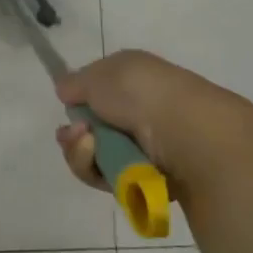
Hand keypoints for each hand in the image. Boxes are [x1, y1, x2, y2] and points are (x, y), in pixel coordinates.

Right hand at [54, 49, 252, 203]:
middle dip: (74, 136)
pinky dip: (100, 173)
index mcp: (135, 79)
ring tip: (90, 148)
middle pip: (91, 130)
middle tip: (76, 136)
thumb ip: (77, 82)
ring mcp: (144, 147)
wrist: (188, 135)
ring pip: (95, 158)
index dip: (78, 102)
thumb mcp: (102, 74)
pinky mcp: (147, 178)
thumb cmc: (143, 94)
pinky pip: (109, 179)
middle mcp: (140, 112)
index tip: (67, 107)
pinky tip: (106, 165)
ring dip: (83, 154)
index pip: (96, 92)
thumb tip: (65, 88)